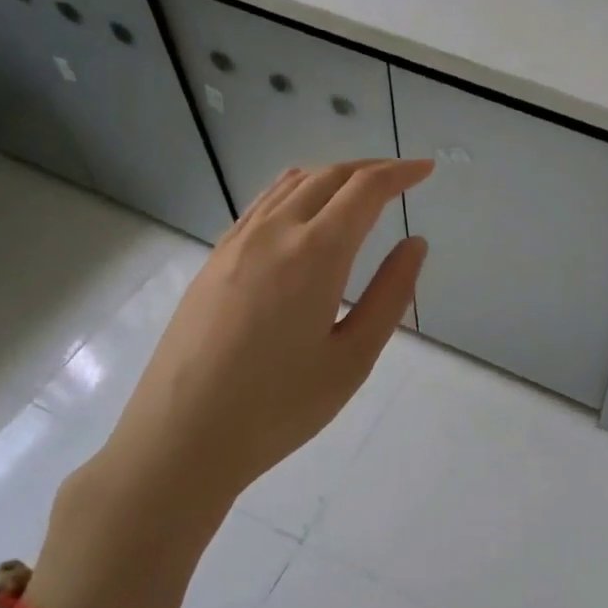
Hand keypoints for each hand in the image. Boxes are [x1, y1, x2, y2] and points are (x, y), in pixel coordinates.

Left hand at [63, 159, 432, 560]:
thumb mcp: (353, 358)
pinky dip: (298, 190)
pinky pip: (264, 203)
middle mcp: (274, 232)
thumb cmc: (279, 407)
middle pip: (329, 176)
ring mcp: (237, 242)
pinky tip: (306, 212)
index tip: (426, 169)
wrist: (181, 438)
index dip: (400, 173)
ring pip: (292, 183)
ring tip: (360, 189)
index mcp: (315, 254)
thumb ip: (390, 295)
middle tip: (402, 177)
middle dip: (371, 168)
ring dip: (334, 175)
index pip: (365, 189)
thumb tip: (415, 244)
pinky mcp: (215, 259)